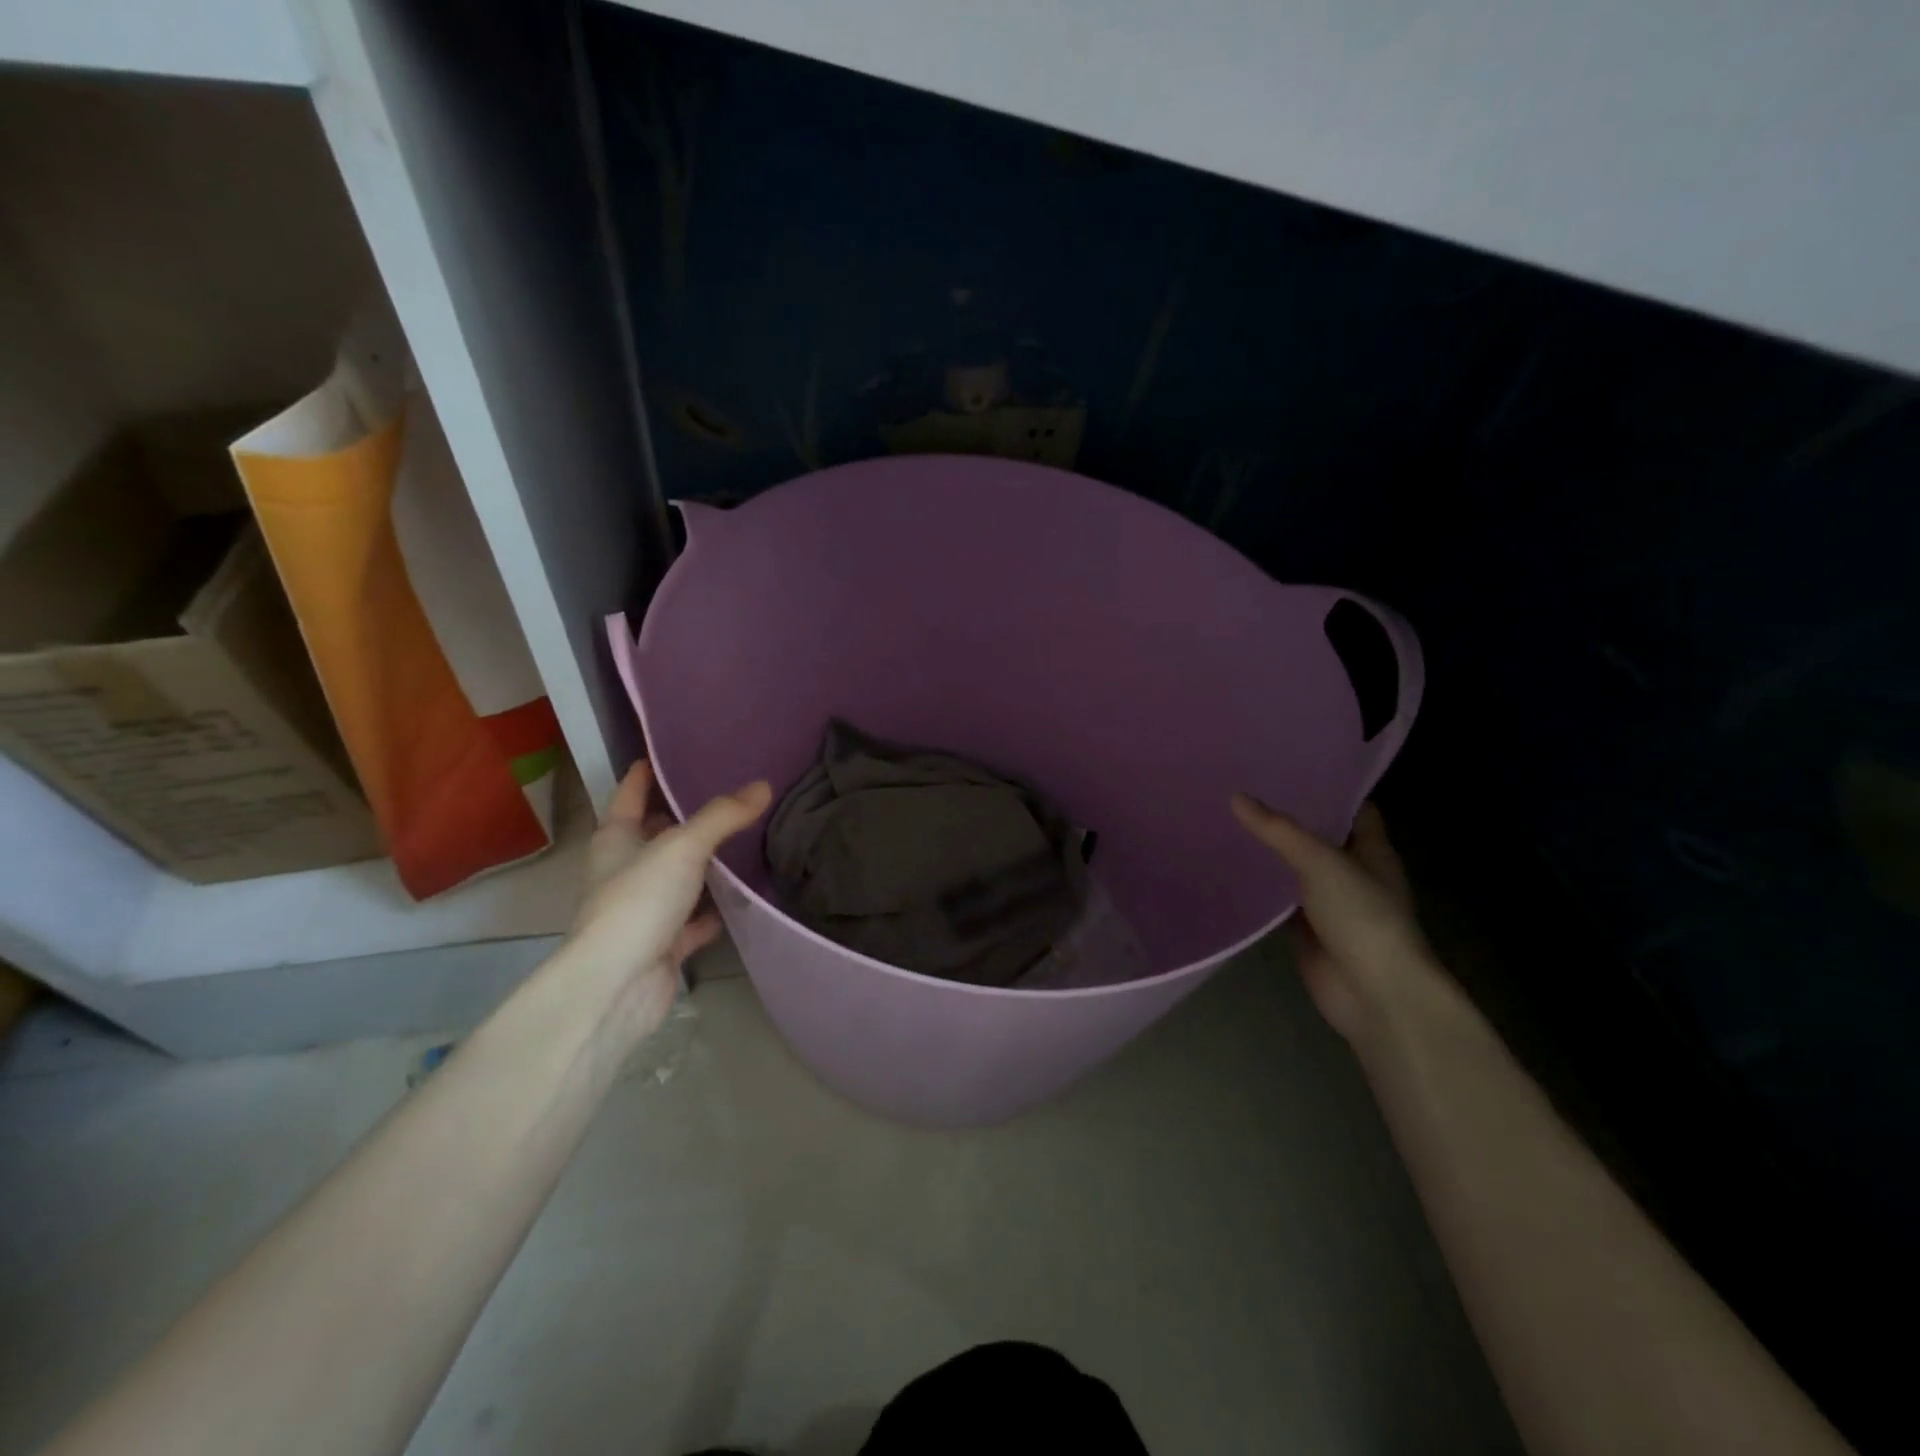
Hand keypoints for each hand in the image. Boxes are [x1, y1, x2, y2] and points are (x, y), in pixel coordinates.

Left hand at [566, 761, 771, 1034]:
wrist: (618, 985)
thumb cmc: (638, 901)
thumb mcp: (683, 847)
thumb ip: (723, 816)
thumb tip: (763, 785)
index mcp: (616, 838)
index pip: (630, 792)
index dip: (647, 771)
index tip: (672, 751)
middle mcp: (625, 869)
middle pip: (656, 834)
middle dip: (686, 816)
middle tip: (729, 793)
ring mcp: (644, 908)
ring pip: (678, 877)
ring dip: (704, 865)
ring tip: (746, 839)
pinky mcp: (662, 943)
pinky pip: (693, 920)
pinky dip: (713, 911)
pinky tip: (742, 899)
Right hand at [1230, 796, 1436, 1042]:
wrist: (1372, 993)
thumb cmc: (1362, 917)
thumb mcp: (1321, 863)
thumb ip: (1278, 831)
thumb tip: (1235, 796)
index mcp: (1371, 850)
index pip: (1352, 807)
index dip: (1327, 786)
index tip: (1287, 765)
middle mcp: (1352, 872)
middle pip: (1319, 836)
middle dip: (1287, 816)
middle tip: (1244, 786)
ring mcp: (1328, 903)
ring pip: (1294, 868)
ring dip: (1269, 851)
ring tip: (1227, 818)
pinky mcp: (1305, 929)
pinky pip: (1278, 901)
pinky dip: (1259, 887)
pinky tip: (1228, 866)